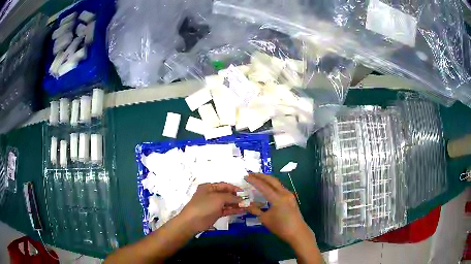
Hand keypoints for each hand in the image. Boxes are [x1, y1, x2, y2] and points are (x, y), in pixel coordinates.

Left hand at [179, 182, 245, 233]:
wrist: (192, 221)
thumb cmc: (204, 205)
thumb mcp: (218, 198)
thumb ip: (231, 197)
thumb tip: (241, 199)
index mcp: (209, 187)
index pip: (224, 185)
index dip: (234, 188)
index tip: (245, 192)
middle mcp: (211, 194)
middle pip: (226, 194)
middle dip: (237, 197)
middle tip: (248, 200)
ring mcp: (213, 204)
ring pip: (227, 203)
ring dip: (237, 204)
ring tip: (248, 206)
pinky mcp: (215, 213)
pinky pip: (226, 210)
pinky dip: (234, 210)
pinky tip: (243, 210)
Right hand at [246, 173, 312, 244]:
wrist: (297, 232)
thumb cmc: (280, 227)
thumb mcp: (265, 219)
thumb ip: (255, 210)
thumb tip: (246, 205)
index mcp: (277, 198)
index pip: (263, 186)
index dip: (254, 181)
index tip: (245, 176)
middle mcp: (284, 193)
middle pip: (272, 180)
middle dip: (261, 175)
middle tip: (251, 173)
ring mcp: (289, 195)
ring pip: (276, 183)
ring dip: (267, 179)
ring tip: (257, 178)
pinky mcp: (291, 198)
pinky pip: (280, 188)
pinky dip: (272, 185)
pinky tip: (267, 187)